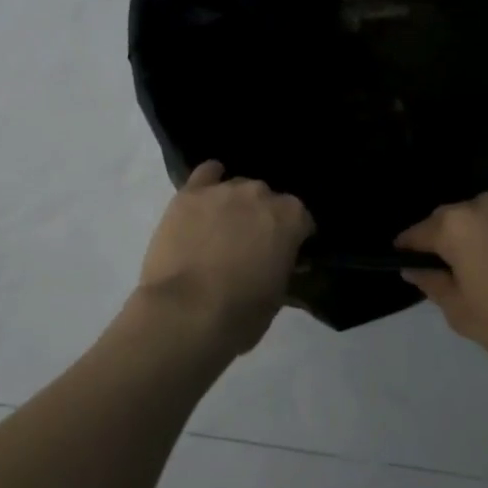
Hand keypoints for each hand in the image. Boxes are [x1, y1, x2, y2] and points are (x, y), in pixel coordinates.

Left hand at [136, 161, 313, 354]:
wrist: (185, 311)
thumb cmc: (240, 313)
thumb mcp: (277, 297)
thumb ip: (282, 267)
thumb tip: (280, 261)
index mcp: (290, 218)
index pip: (301, 219)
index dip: (294, 236)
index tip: (286, 253)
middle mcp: (260, 193)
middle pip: (267, 199)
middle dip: (262, 217)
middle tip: (251, 244)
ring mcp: (223, 190)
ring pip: (237, 187)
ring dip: (235, 204)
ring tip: (223, 228)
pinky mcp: (190, 193)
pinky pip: (205, 174)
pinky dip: (209, 182)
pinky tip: (206, 197)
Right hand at [397, 186, 487, 397]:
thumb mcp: (463, 315)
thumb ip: (433, 284)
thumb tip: (415, 268)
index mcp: (456, 225)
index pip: (418, 233)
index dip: (409, 250)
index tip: (409, 264)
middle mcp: (485, 201)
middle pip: (454, 219)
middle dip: (449, 240)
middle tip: (457, 272)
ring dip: (483, 232)